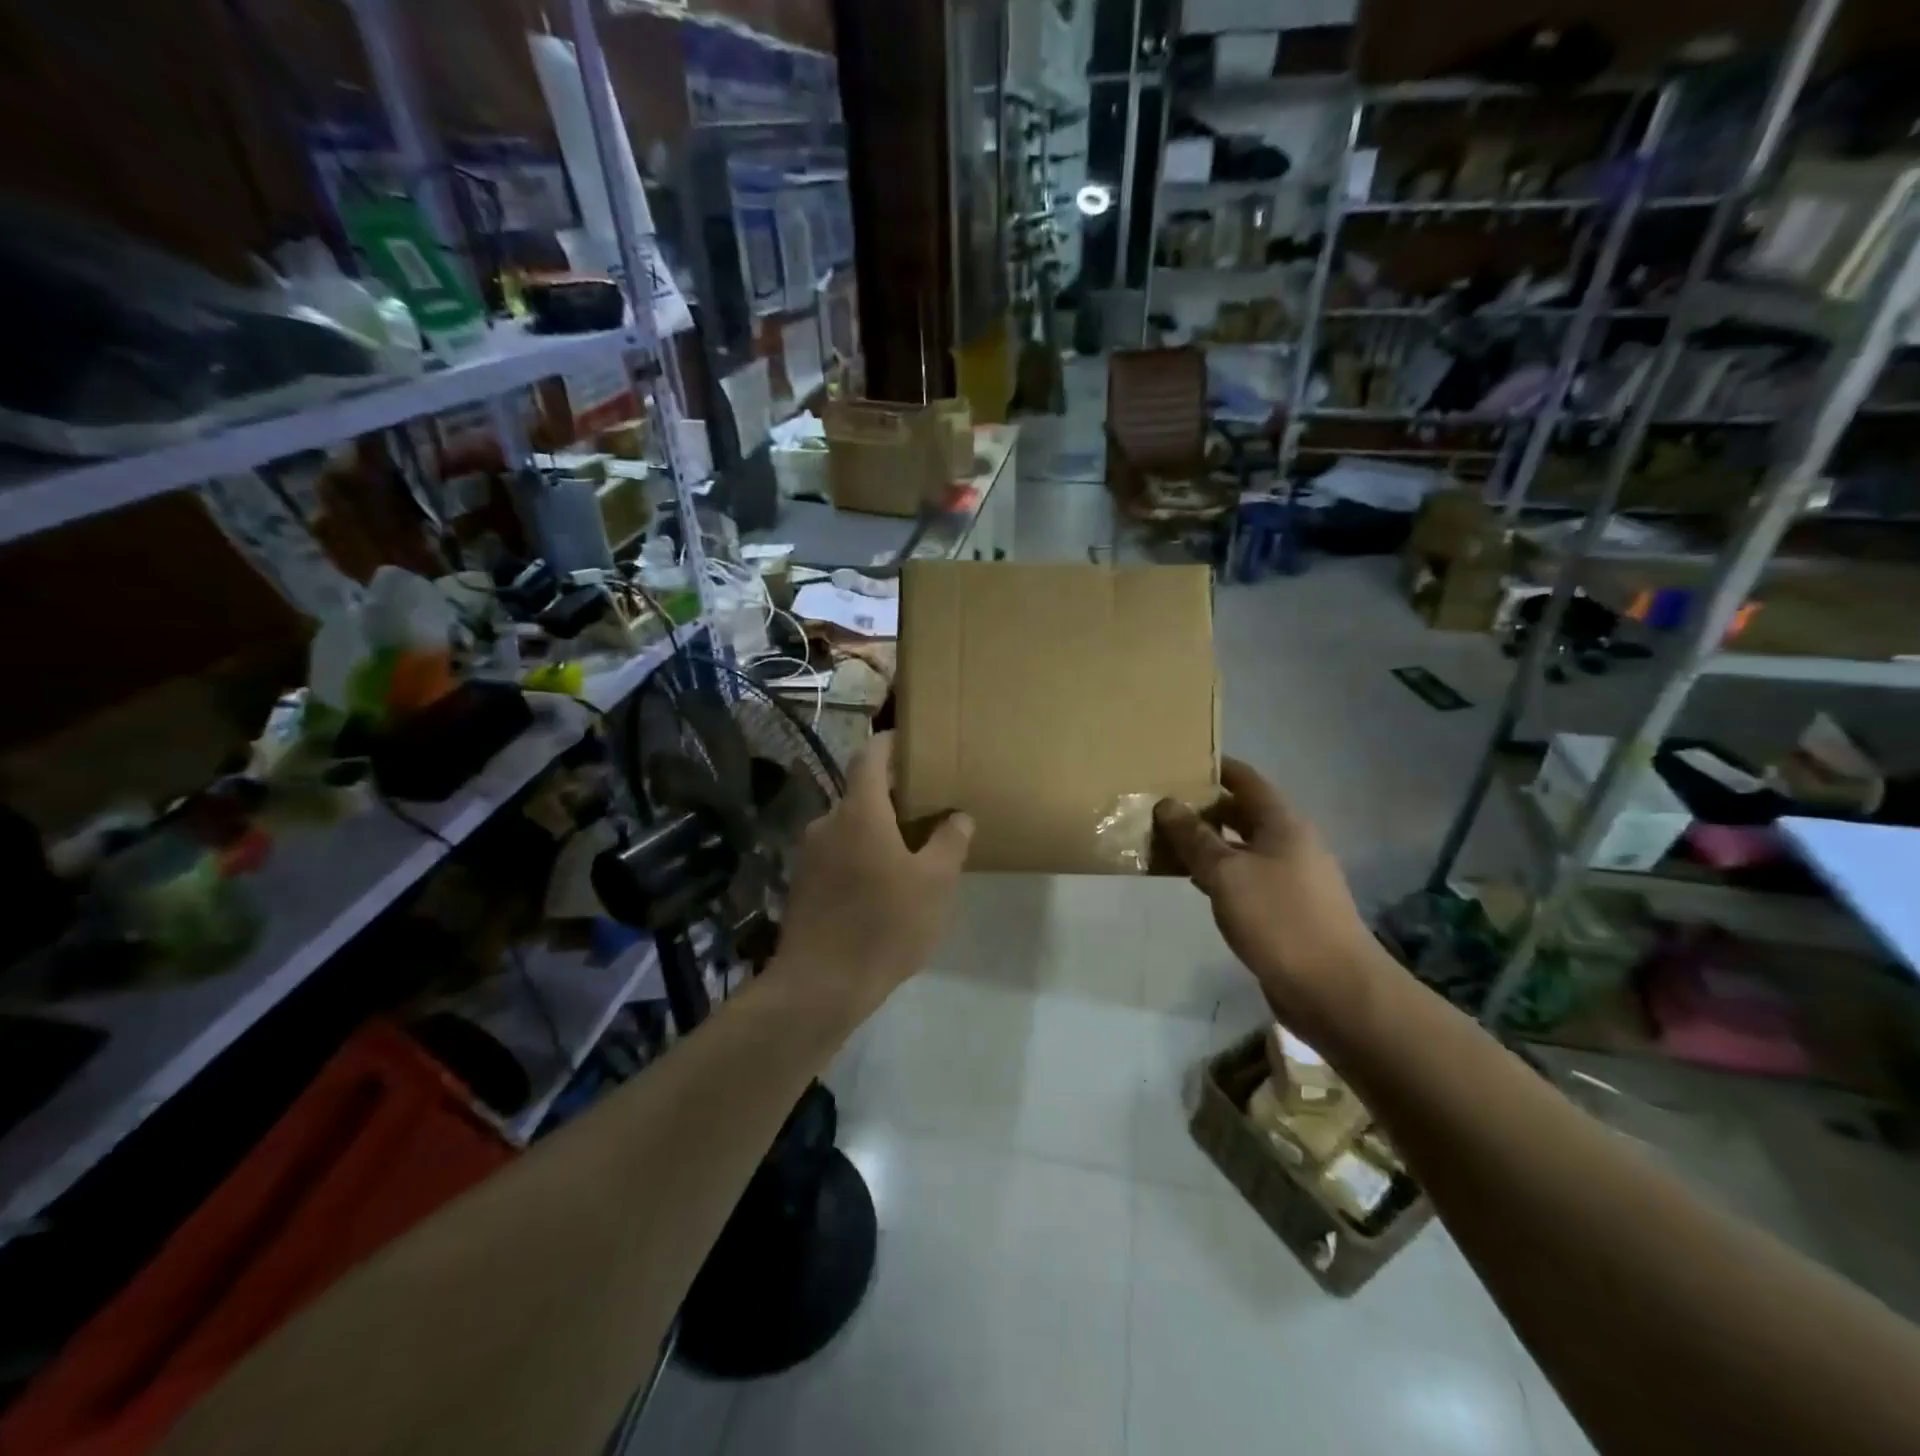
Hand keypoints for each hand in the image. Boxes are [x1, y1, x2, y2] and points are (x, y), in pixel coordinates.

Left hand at [777, 732, 972, 1012]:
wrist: (819, 986)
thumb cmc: (884, 925)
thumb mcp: (935, 884)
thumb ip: (950, 842)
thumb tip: (957, 816)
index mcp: (859, 812)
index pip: (870, 757)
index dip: (890, 743)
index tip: (910, 741)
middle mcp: (827, 823)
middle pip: (860, 793)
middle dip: (891, 795)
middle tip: (926, 807)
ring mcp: (809, 854)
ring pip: (849, 826)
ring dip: (876, 829)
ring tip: (910, 850)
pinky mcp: (802, 884)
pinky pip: (837, 853)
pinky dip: (860, 854)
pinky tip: (881, 884)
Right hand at [1154, 759, 1380, 1042]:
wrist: (1334, 990)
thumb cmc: (1279, 920)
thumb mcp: (1227, 873)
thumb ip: (1195, 838)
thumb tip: (1167, 804)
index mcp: (1282, 823)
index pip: (1245, 780)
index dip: (1214, 768)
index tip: (1178, 764)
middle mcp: (1290, 843)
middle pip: (1242, 812)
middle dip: (1203, 807)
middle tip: (1160, 807)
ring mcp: (1290, 877)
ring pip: (1241, 847)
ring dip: (1207, 843)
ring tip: (1166, 842)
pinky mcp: (1285, 909)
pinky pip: (1245, 877)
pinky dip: (1219, 873)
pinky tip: (1194, 883)